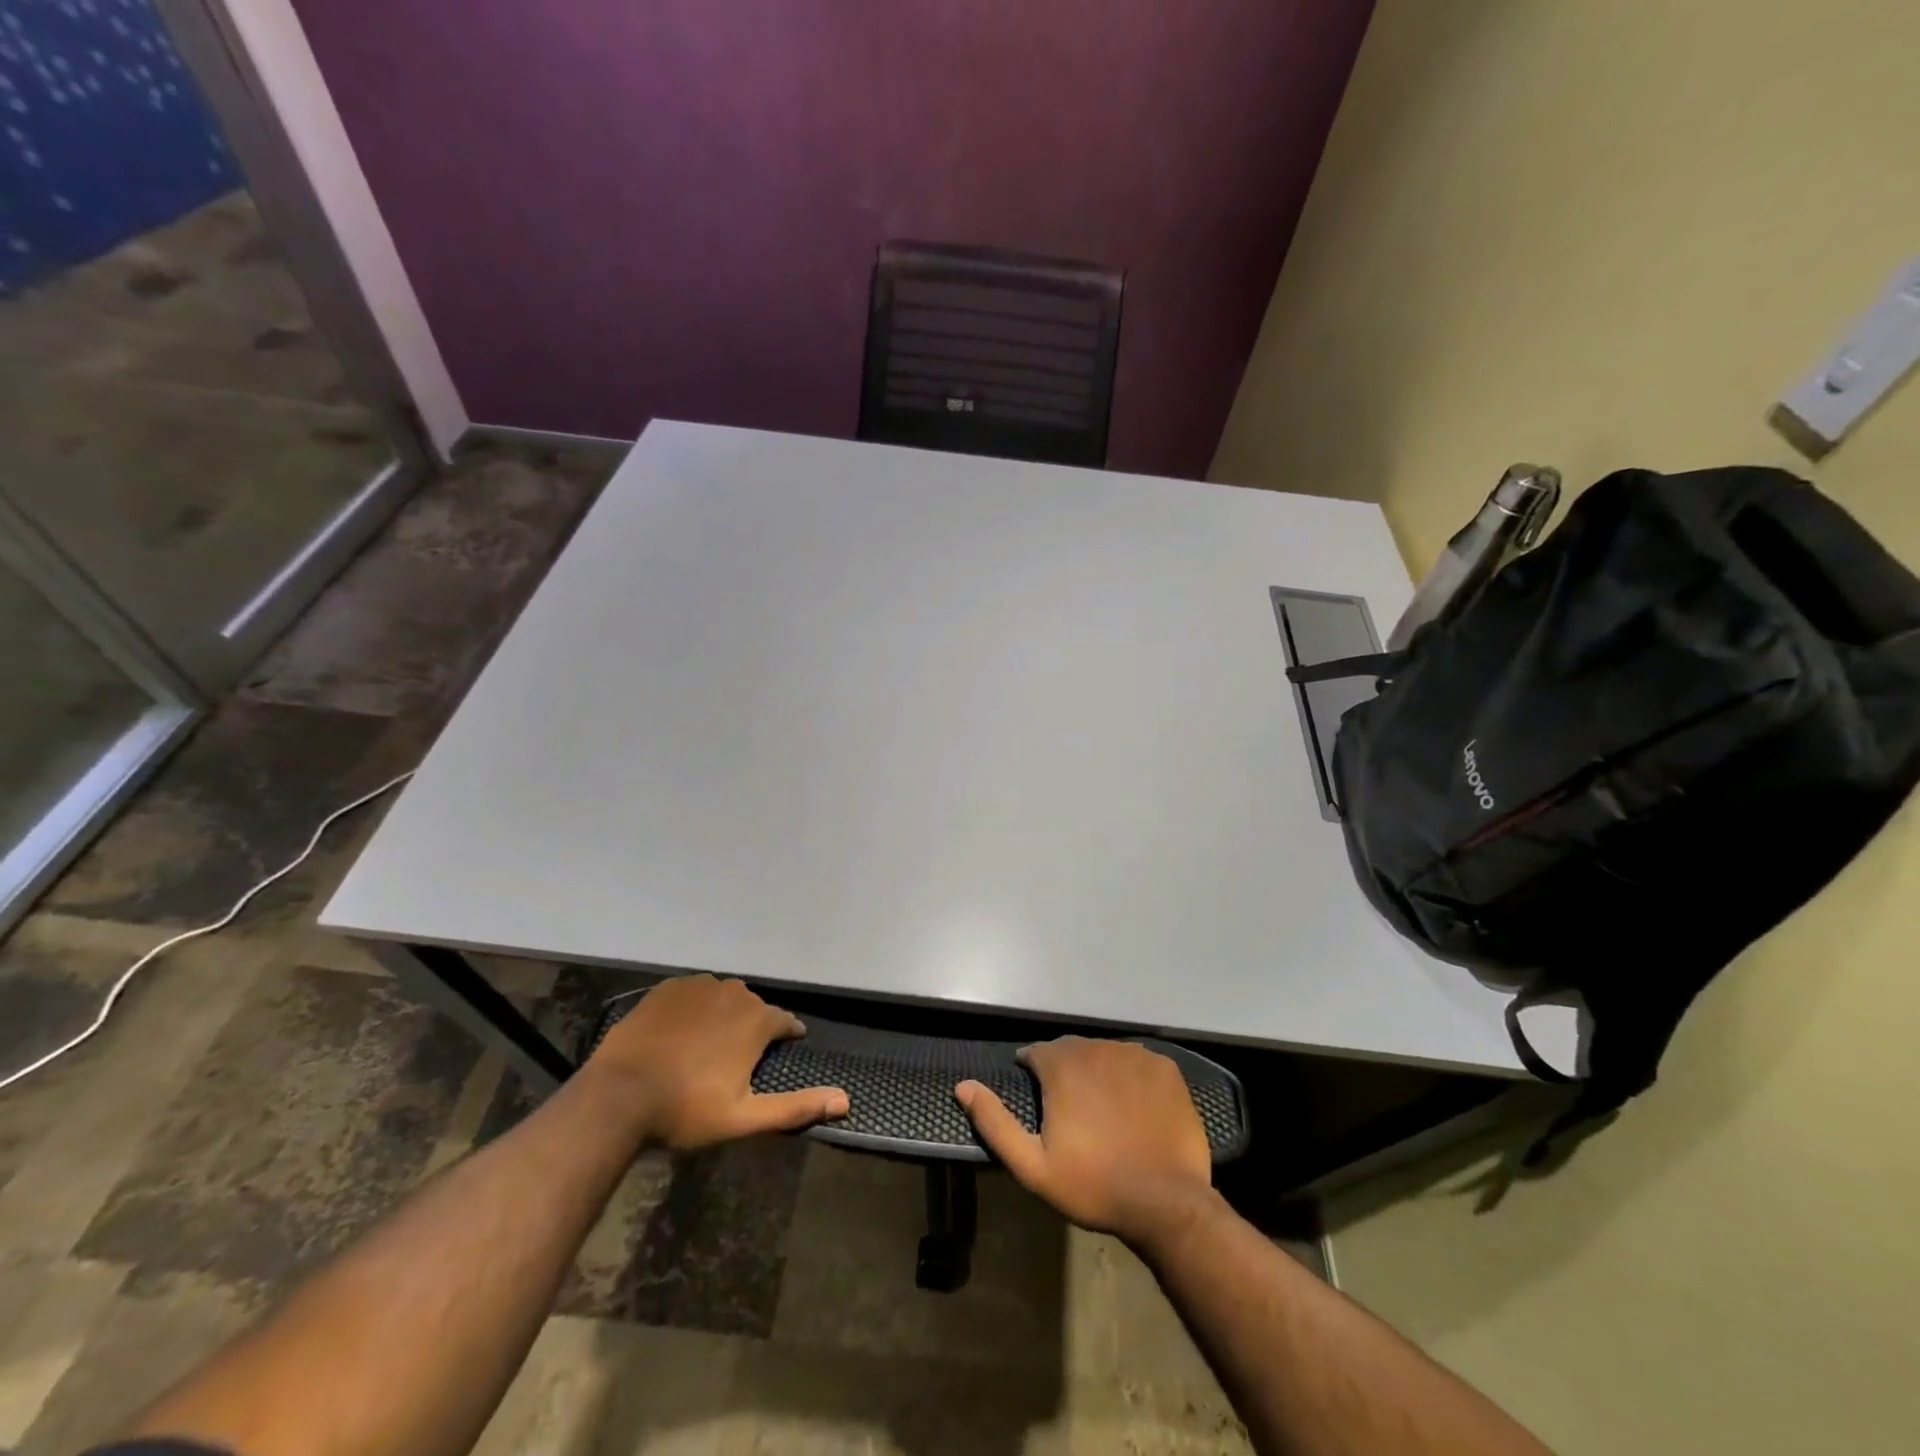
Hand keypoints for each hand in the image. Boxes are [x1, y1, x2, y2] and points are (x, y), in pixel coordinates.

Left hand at [586, 975, 848, 1149]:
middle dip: (752, 1027)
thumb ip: (796, 1107)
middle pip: (753, 1007)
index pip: (785, 1022)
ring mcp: (698, 986)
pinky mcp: (668, 988)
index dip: (786, 1036)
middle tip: (736, 1058)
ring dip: (723, 1014)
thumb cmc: (686, 1109)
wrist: (618, 1096)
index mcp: (757, 1020)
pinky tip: (681, 1030)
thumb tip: (845, 1100)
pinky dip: (694, 1007)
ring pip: (723, 996)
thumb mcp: (744, 1118)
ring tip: (708, 1044)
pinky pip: (692, 992)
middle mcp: (734, 993)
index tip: (783, 1050)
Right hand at [956, 1037, 1216, 1248]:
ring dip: (1098, 1071)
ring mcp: (1136, 1055)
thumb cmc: (1094, 1185)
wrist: (1166, 1203)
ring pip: (1106, 1053)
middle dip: (1065, 1071)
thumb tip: (963, 1086)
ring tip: (1103, 1108)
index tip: (1039, 1098)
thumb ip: (995, 1122)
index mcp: (1063, 1065)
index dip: (1033, 1072)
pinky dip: (1131, 1077)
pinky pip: (1139, 1062)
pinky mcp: (1166, 1068)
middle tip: (1070, 1109)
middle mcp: (1098, 1048)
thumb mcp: (1032, 1166)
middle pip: (1072, 1050)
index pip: (1037, 1053)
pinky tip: (1135, 1106)